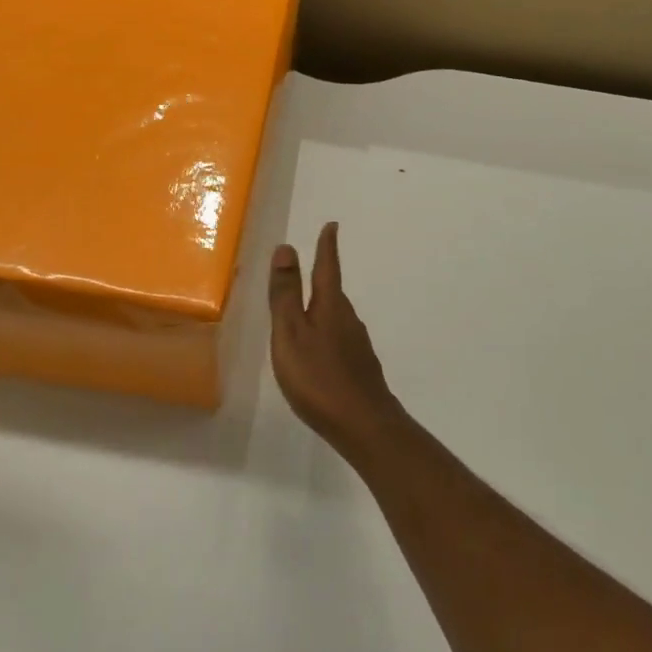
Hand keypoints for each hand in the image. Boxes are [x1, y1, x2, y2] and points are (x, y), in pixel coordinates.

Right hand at [268, 223, 400, 456]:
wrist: (365, 426)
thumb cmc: (319, 377)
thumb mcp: (291, 333)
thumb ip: (286, 294)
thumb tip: (287, 247)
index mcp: (330, 307)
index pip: (327, 268)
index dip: (326, 247)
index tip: (332, 225)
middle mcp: (348, 320)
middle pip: (333, 293)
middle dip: (322, 278)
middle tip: (312, 266)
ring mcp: (357, 346)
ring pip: (337, 318)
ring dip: (323, 309)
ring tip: (308, 311)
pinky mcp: (361, 369)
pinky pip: (340, 341)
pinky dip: (328, 335)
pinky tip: (321, 353)